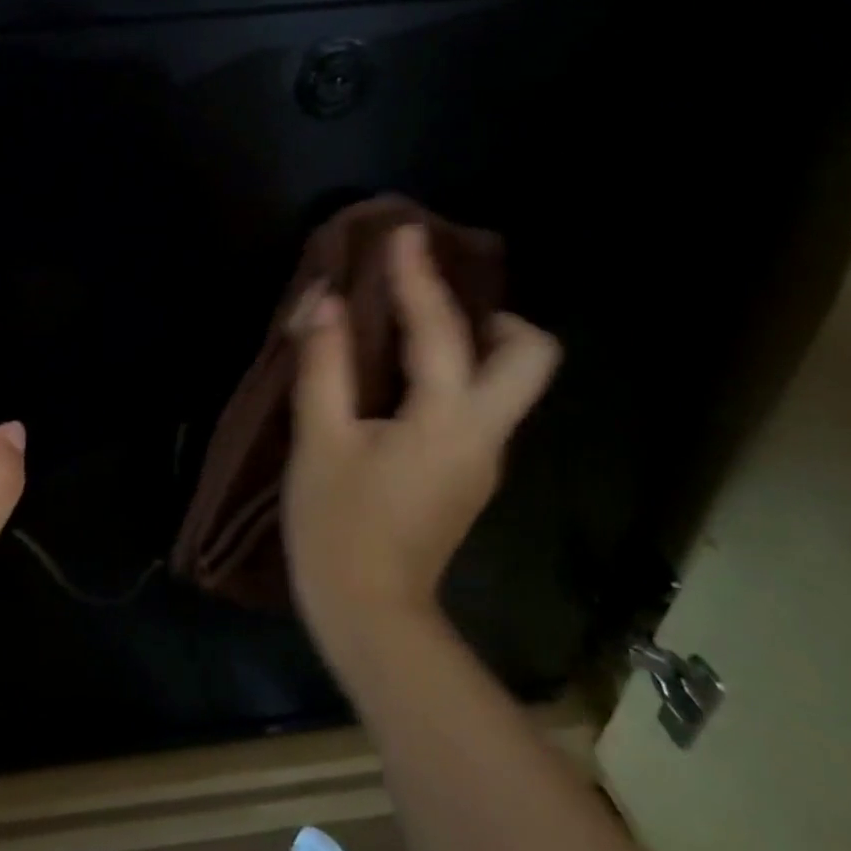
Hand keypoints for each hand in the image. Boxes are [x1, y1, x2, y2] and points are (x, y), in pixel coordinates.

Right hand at [283, 224, 559, 679]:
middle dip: (493, 316)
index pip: (441, 329)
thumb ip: (324, 365)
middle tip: (433, 302)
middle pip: (531, 357)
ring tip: (408, 328)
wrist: (370, 616)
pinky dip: (450, 375)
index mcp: (448, 420)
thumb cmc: (338, 526)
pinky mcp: (466, 476)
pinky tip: (400, 381)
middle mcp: (484, 433)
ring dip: (470, 342)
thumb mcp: (319, 441)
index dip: (418, 276)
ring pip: (504, 382)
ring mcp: (482, 459)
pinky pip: (474, 405)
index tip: (405, 234)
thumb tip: (325, 301)